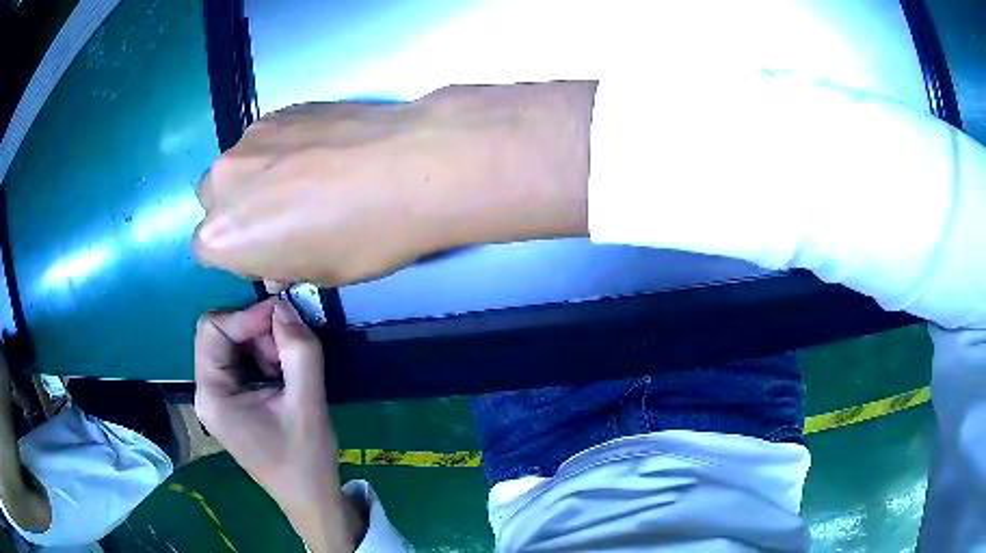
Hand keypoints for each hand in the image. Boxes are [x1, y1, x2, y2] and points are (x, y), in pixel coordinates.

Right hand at [193, 81, 593, 287]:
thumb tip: (277, 258)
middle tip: (284, 215)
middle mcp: (221, 181)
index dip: (240, 254)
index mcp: (221, 237)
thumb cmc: (362, 238)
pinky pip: (267, 138)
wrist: (410, 166)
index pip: (207, 251)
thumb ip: (281, 264)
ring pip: (239, 165)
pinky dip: (282, 149)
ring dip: (259, 177)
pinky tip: (323, 153)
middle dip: (240, 212)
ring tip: (310, 180)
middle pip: (216, 201)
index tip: (270, 251)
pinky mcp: (280, 109)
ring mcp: (250, 137)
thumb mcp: (317, 274)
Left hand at [194, 299, 361, 550]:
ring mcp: (218, 397)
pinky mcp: (233, 401)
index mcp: (212, 395)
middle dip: (257, 333)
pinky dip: (265, 358)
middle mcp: (207, 392)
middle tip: (291, 351)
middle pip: (220, 335)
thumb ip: (299, 351)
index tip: (286, 319)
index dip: (247, 316)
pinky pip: (242, 361)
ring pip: (233, 345)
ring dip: (264, 345)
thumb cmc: (305, 459)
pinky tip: (285, 377)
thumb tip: (286, 305)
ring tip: (291, 369)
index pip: (213, 330)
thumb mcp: (308, 404)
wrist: (311, 498)